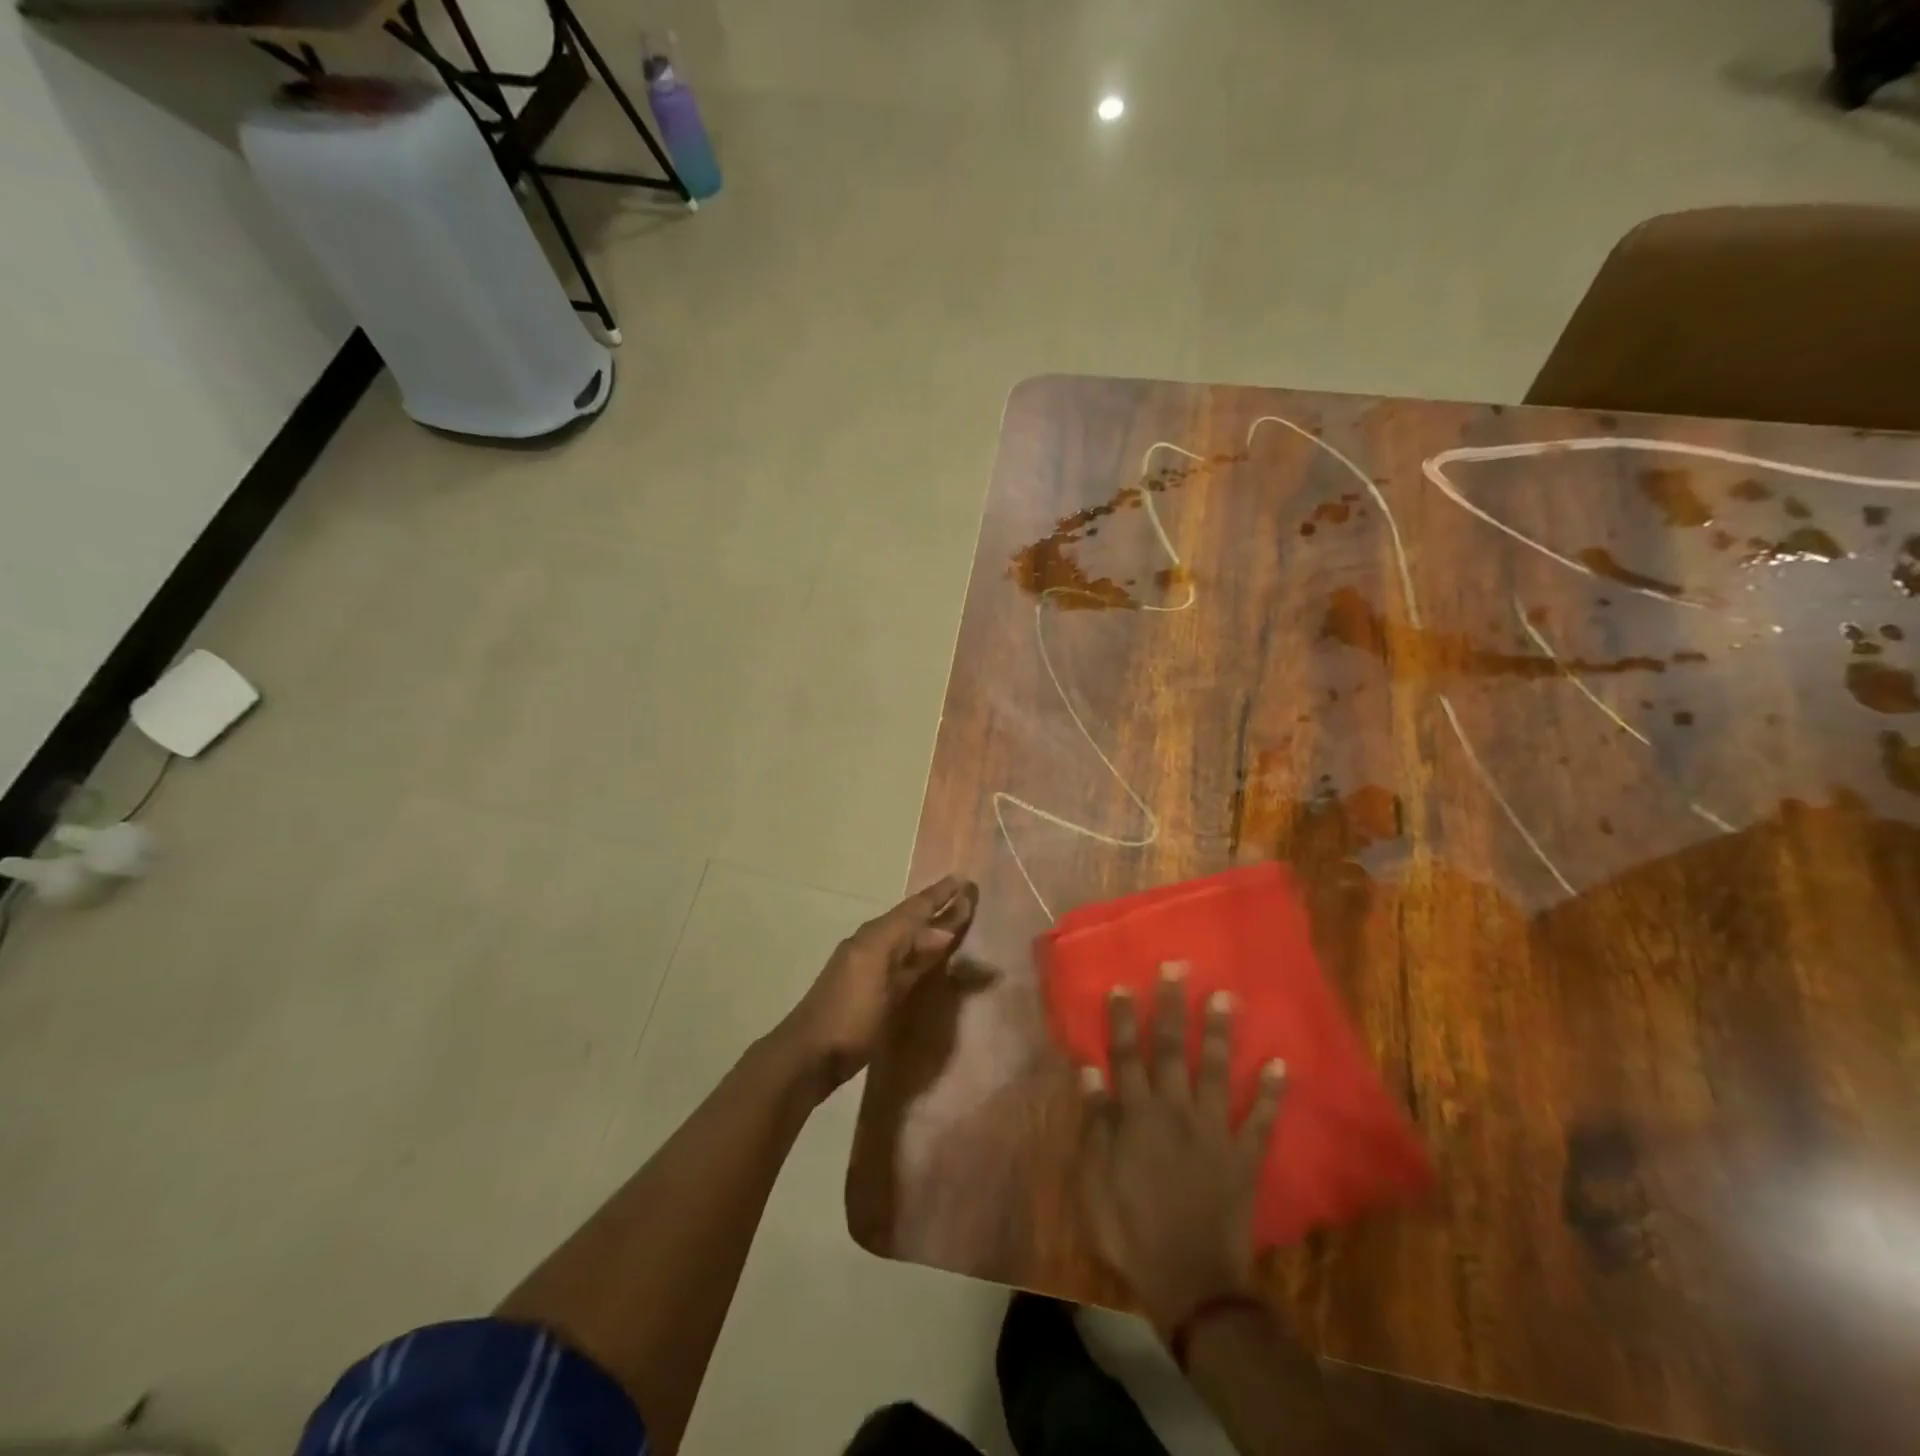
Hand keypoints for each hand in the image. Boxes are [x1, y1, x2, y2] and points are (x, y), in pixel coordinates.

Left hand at [780, 874, 976, 1093]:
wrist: (808, 1055)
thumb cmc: (849, 1018)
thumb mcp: (881, 981)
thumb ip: (912, 956)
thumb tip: (943, 933)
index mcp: (875, 937)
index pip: (914, 909)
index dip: (940, 895)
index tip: (964, 879)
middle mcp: (872, 943)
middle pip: (911, 920)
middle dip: (938, 908)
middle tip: (968, 897)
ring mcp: (868, 965)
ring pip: (906, 938)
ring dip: (930, 929)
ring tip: (956, 921)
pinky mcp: (869, 987)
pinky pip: (901, 957)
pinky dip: (919, 951)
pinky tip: (930, 957)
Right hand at [1079, 963, 1286, 1331]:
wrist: (1190, 1281)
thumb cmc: (1131, 1229)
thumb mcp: (1095, 1179)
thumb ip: (1096, 1122)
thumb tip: (1089, 1070)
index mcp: (1137, 1115)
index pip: (1126, 1055)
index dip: (1122, 1020)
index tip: (1123, 984)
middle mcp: (1175, 1110)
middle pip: (1172, 1050)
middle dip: (1172, 1007)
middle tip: (1177, 967)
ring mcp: (1214, 1131)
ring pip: (1216, 1071)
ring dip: (1220, 1032)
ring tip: (1225, 996)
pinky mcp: (1244, 1156)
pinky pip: (1261, 1119)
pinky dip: (1272, 1092)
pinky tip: (1281, 1063)